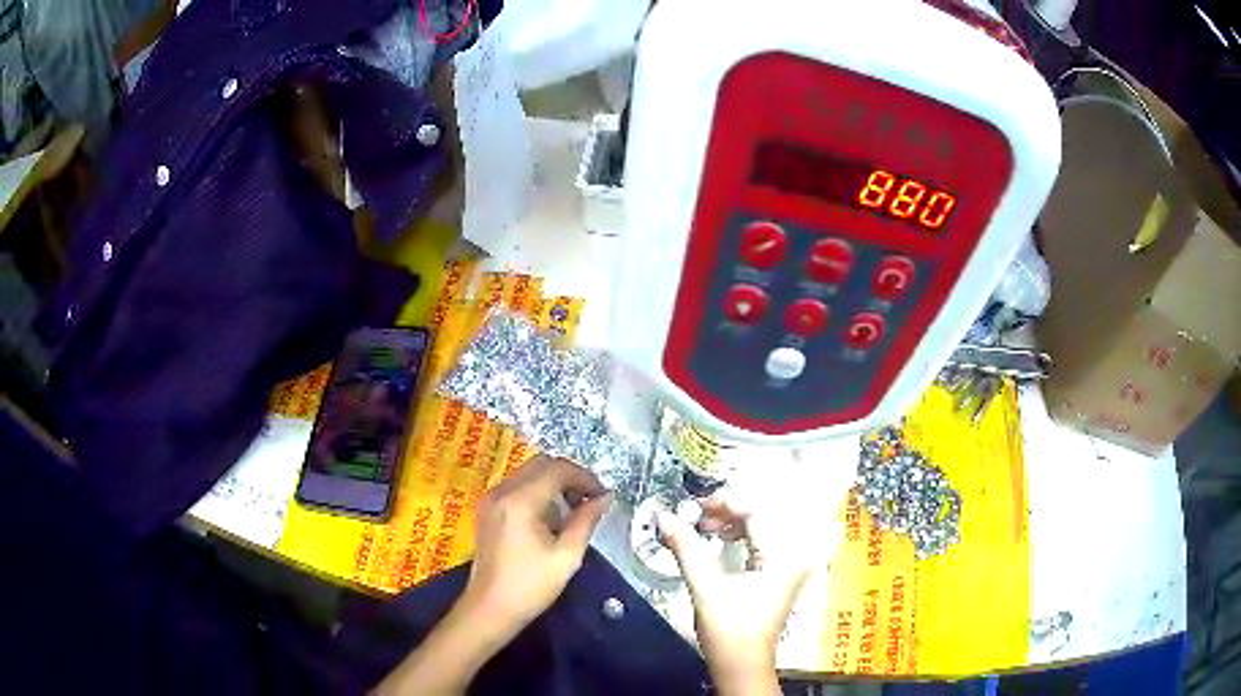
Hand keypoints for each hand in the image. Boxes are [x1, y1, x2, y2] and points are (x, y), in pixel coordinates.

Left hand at [374, 456, 610, 695]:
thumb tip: (605, 497)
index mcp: (520, 501)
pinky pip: (516, 486)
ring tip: (573, 512)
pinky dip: (537, 492)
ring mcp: (490, 499)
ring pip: (528, 473)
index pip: (558, 469)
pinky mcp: (486, 509)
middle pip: (541, 464)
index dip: (585, 478)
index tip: (603, 496)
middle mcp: (501, 492)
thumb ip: (586, 521)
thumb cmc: (531, 587)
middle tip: (590, 500)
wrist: (490, 609)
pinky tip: (549, 519)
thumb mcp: (567, 556)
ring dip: (553, 483)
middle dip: (569, 477)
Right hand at [657, 499, 810, 695]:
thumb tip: (664, 516)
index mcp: (784, 555)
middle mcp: (795, 554)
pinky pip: (763, 539)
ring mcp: (790, 563)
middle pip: (764, 513)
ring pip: (763, 525)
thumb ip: (686, 548)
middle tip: (699, 514)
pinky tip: (719, 539)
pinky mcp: (781, 571)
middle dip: (730, 509)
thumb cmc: (729, 628)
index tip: (698, 505)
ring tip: (704, 527)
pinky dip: (740, 534)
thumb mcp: (705, 586)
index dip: (727, 502)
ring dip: (733, 521)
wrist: (742, 663)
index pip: (759, 511)